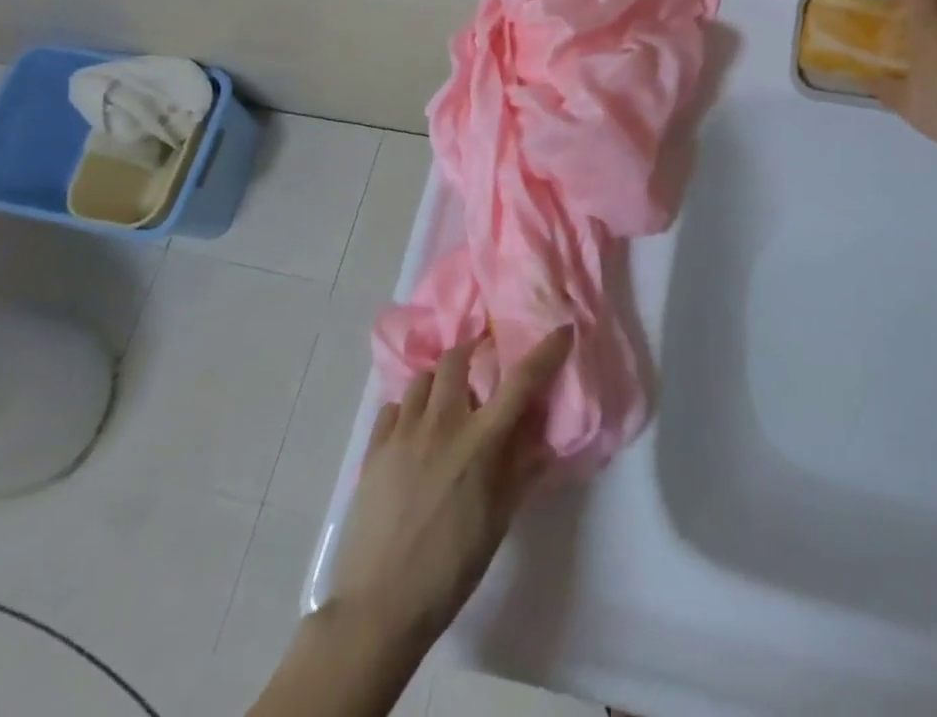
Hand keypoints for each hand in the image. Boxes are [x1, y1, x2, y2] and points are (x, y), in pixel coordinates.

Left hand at [327, 326, 573, 649]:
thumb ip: (521, 470)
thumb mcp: (498, 520)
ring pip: (421, 378)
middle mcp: (443, 423)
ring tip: (444, 401)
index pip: (521, 381)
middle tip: (480, 363)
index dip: (546, 351)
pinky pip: (392, 408)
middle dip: (471, 351)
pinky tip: (411, 432)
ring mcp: (404, 432)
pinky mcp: (374, 449)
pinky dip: (407, 410)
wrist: (380, 606)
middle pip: (457, 358)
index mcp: (481, 441)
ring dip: (438, 381)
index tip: (562, 330)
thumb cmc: (450, 567)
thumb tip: (544, 437)